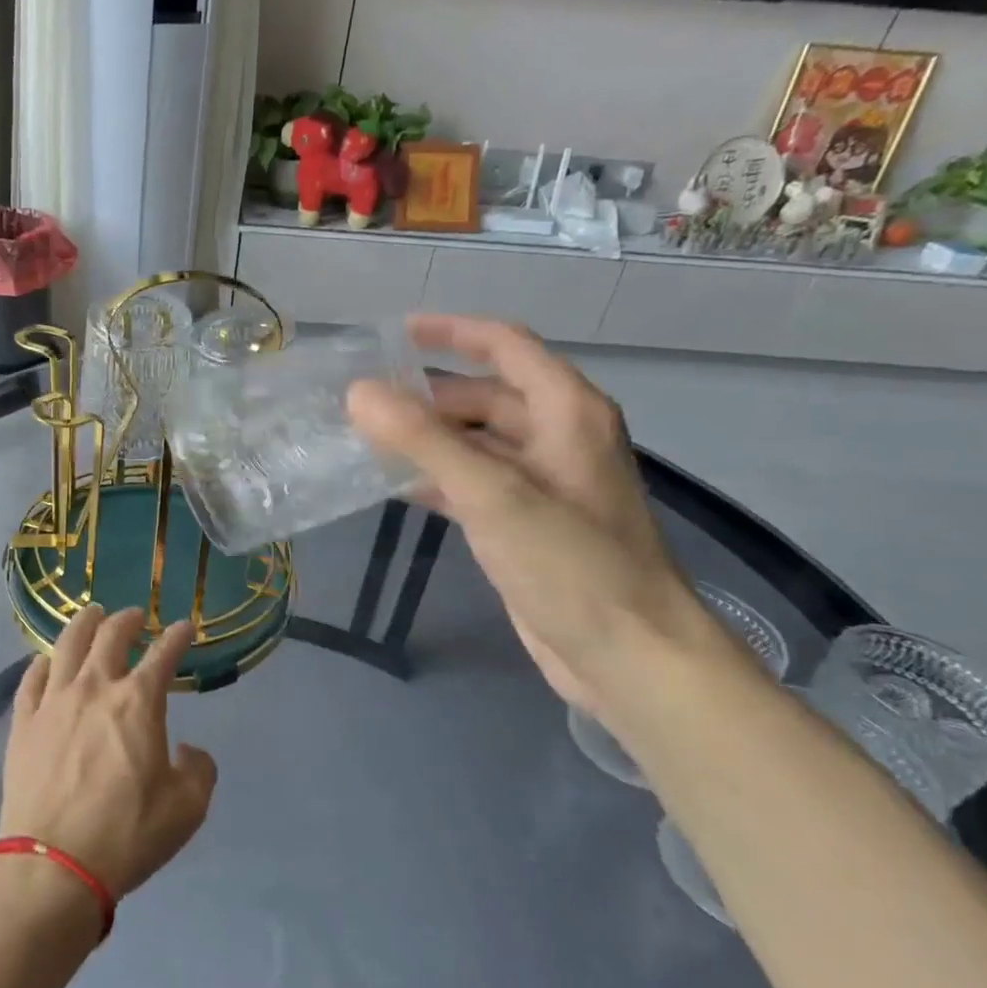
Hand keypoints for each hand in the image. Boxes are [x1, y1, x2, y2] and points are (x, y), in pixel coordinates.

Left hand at [0, 606, 217, 899]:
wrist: (53, 863)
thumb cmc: (126, 833)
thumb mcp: (187, 808)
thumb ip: (199, 770)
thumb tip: (188, 751)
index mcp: (138, 702)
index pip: (163, 655)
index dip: (178, 636)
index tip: (185, 627)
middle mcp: (95, 688)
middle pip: (110, 636)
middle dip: (127, 620)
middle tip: (134, 615)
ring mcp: (53, 702)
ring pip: (67, 645)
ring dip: (83, 624)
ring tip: (91, 614)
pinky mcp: (23, 723)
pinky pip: (31, 679)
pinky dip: (43, 662)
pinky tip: (46, 660)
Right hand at [348, 315, 738, 723]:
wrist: (628, 655)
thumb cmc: (570, 564)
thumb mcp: (492, 493)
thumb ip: (422, 440)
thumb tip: (359, 393)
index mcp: (567, 412)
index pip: (505, 346)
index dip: (451, 332)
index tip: (394, 333)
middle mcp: (558, 437)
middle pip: (485, 395)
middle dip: (426, 395)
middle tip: (362, 400)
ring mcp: (543, 483)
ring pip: (476, 442)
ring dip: (427, 438)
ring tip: (366, 438)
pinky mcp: (526, 524)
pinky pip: (474, 482)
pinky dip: (436, 478)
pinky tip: (395, 487)